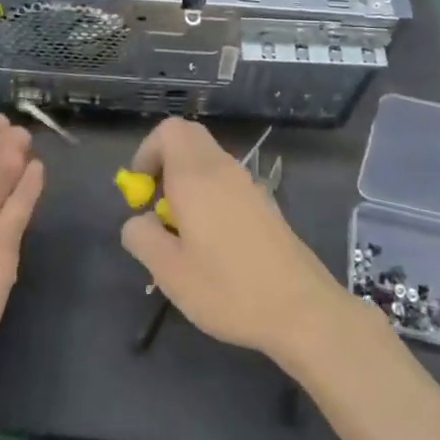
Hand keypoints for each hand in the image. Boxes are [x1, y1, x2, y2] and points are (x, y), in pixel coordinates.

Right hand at [119, 117, 352, 366]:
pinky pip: (226, 181)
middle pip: (189, 138)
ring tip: (181, 232)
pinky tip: (212, 243)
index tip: (140, 192)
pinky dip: (209, 195)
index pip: (169, 130)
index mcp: (196, 176)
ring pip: (208, 160)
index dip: (147, 152)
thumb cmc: (228, 289)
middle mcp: (223, 169)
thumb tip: (137, 221)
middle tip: (156, 205)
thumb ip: (142, 238)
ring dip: (187, 181)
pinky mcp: (265, 203)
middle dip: (164, 163)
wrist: (301, 309)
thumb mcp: (170, 272)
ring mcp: (248, 184)